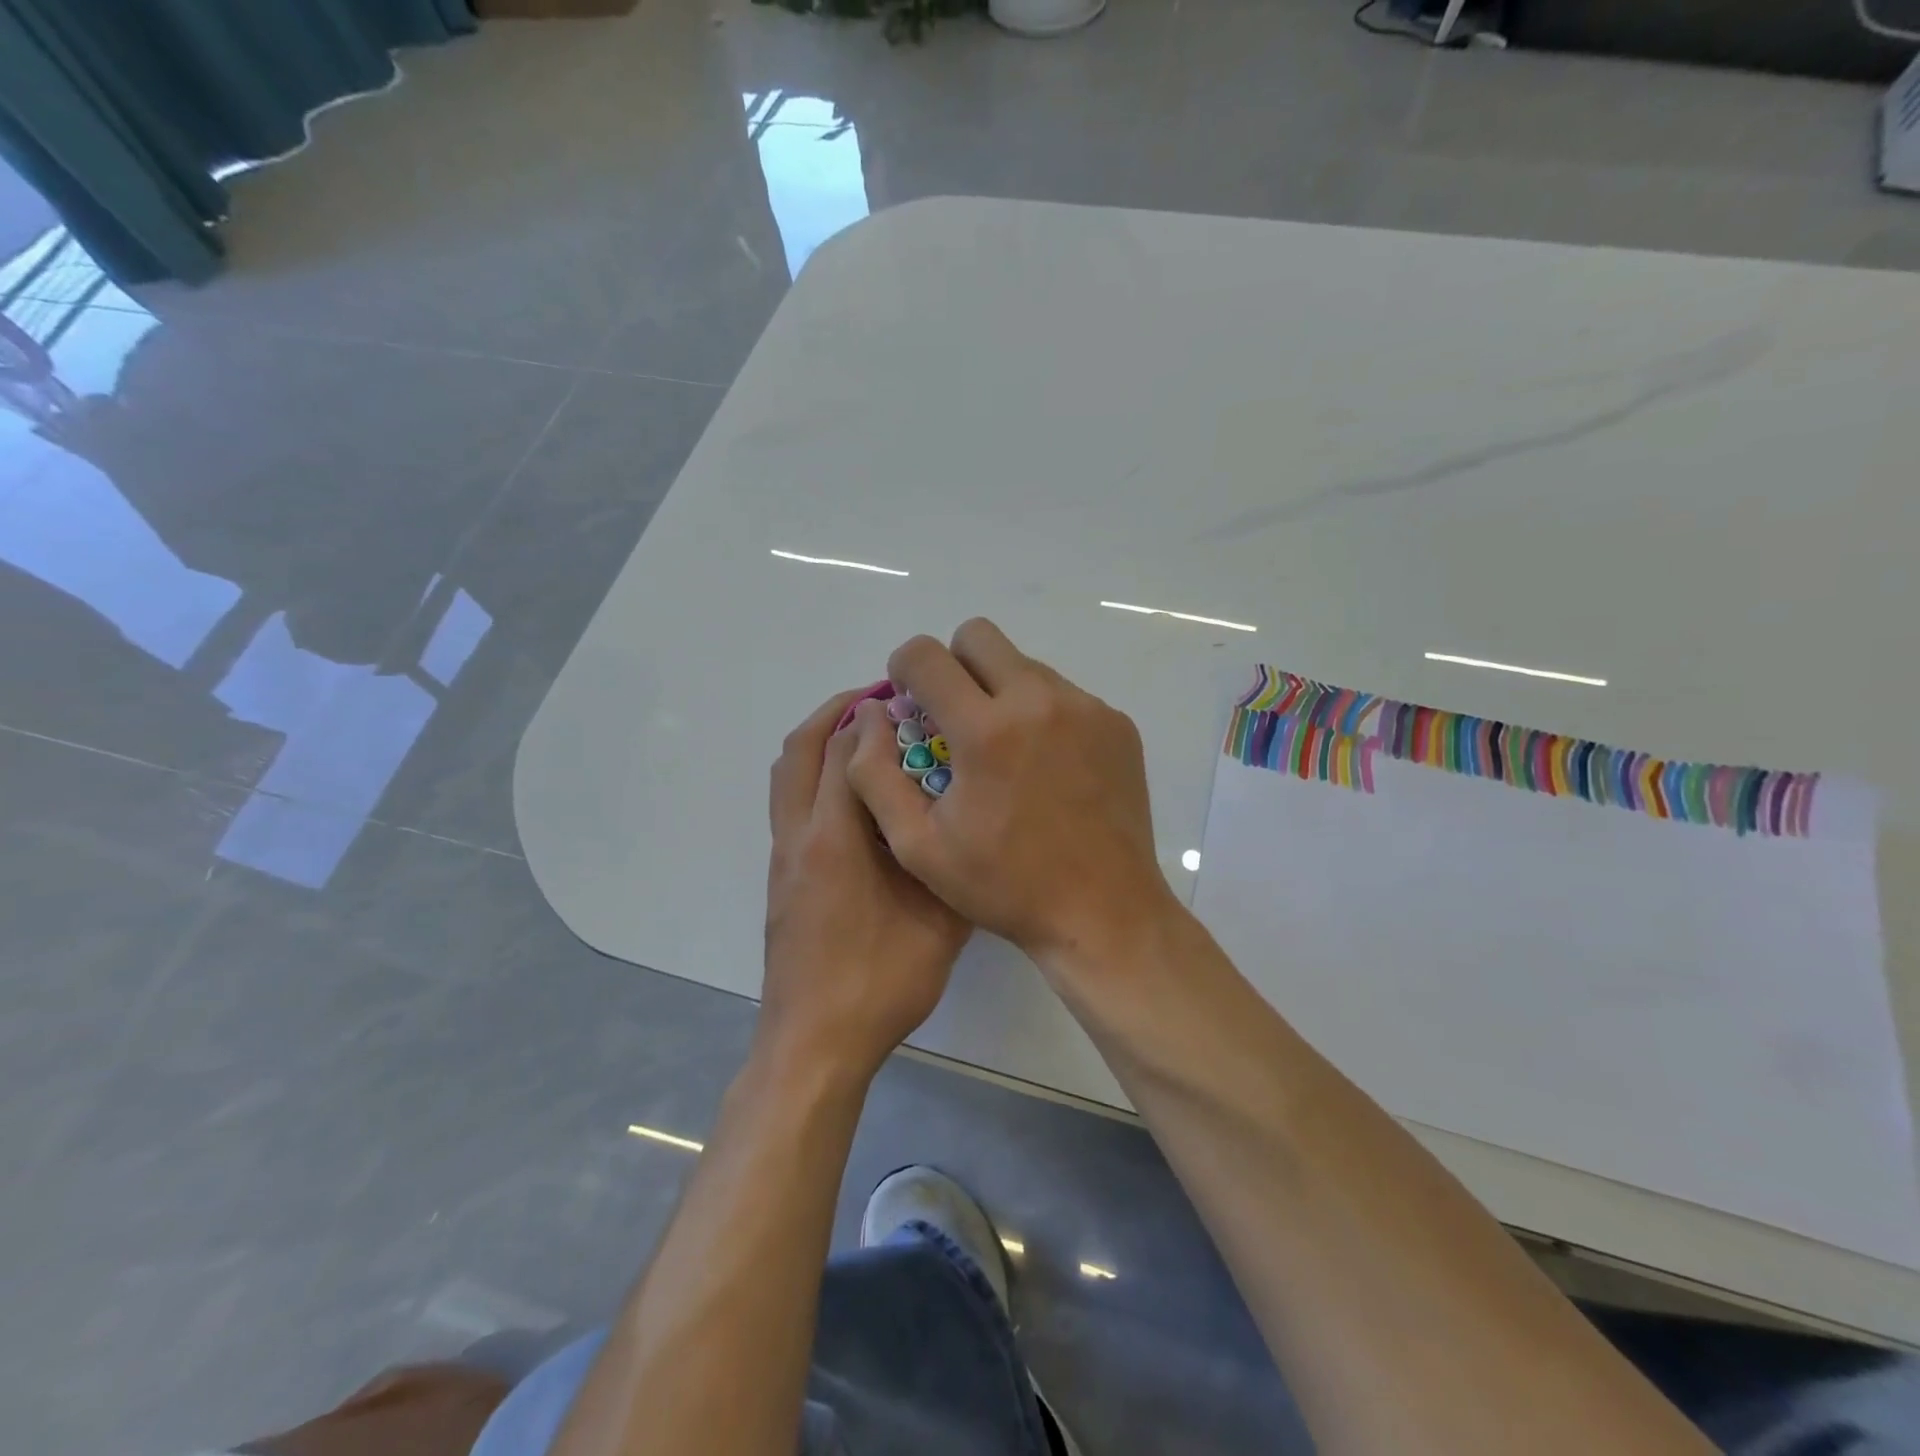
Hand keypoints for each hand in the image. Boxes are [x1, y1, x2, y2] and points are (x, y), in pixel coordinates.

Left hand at [761, 689, 971, 1080]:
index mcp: (837, 839)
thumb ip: (950, 864)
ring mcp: (783, 859)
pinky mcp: (781, 879)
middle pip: (801, 750)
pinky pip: (789, 804)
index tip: (903, 697)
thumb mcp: (939, 925)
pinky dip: (812, 776)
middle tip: (877, 699)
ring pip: (786, 776)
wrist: (814, 1043)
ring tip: (861, 735)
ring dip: (817, 742)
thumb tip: (966, 822)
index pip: (847, 753)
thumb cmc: (880, 983)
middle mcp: (800, 837)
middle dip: (835, 714)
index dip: (873, 716)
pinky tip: (854, 795)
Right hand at [845, 619, 1179, 966]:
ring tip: (1004, 751)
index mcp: (986, 730)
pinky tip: (1046, 767)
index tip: (910, 701)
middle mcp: (1039, 701)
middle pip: (979, 636)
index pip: (926, 655)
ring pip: (1024, 664)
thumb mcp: (918, 846)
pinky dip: (1043, 714)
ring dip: (1000, 690)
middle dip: (953, 665)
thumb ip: (875, 774)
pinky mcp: (1117, 724)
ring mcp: (1086, 708)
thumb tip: (872, 716)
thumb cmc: (1004, 884)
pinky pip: (1064, 694)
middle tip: (954, 716)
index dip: (904, 668)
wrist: (1103, 912)